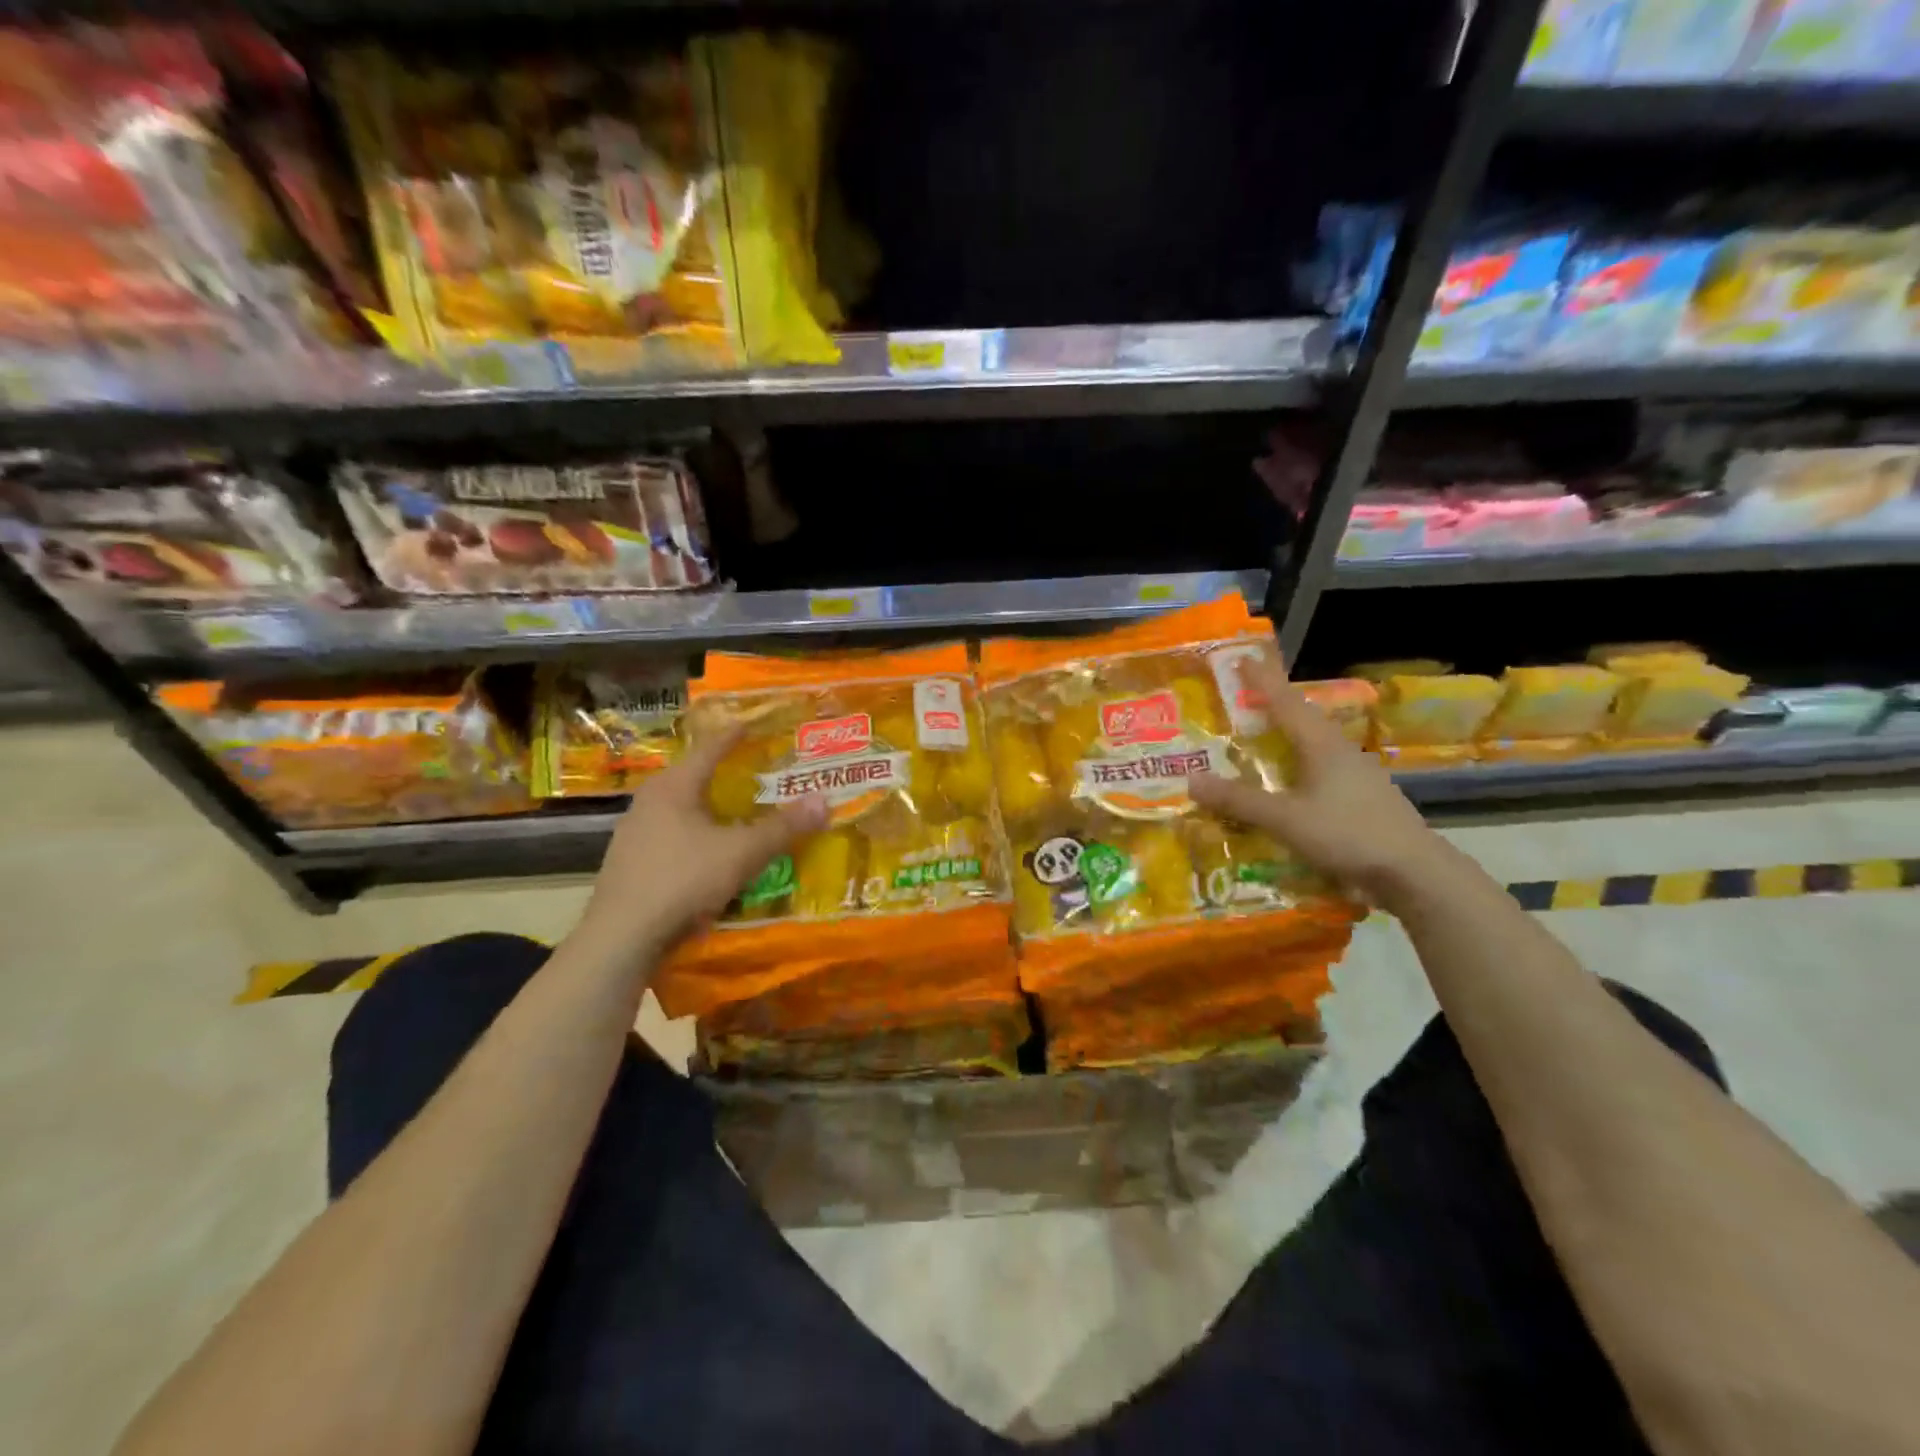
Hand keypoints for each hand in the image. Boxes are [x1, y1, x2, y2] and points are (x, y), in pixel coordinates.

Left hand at [576, 727, 827, 960]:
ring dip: (706, 807)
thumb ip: (783, 828)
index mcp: (674, 787)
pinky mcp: (629, 863)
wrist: (621, 936)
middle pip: (691, 776)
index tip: (750, 722)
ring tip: (733, 812)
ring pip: (678, 809)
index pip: (709, 749)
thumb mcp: (742, 853)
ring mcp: (633, 833)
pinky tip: (706, 853)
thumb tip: (824, 800)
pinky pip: (669, 836)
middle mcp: (649, 801)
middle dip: (721, 772)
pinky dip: (692, 835)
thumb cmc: (682, 880)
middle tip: (750, 770)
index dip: (734, 735)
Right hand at [1190, 655, 1447, 906]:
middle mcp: (1339, 752)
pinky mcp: (1363, 799)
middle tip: (1243, 699)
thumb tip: (1191, 780)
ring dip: (1286, 738)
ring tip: (1259, 740)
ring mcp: (1356, 776)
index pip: (1285, 701)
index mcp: (1321, 745)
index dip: (1262, 679)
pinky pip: (1321, 772)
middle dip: (1273, 706)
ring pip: (1313, 746)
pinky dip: (1297, 769)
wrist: (1415, 873)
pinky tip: (1288, 785)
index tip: (1243, 657)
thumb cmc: (1349, 834)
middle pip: (1302, 719)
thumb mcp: (1286, 819)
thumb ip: (1240, 800)